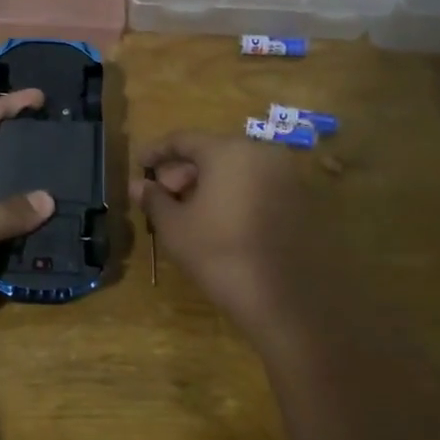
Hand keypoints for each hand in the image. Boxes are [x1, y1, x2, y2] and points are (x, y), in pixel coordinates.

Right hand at [131, 130, 335, 338]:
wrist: (282, 299)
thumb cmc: (219, 254)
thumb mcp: (174, 226)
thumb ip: (154, 199)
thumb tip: (138, 185)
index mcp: (229, 151)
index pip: (184, 139)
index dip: (157, 151)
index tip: (140, 164)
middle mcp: (262, 153)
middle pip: (213, 152)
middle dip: (184, 171)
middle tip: (164, 196)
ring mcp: (287, 176)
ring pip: (237, 169)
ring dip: (209, 184)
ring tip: (188, 211)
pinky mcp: (301, 201)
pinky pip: (257, 185)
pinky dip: (234, 194)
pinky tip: (219, 220)